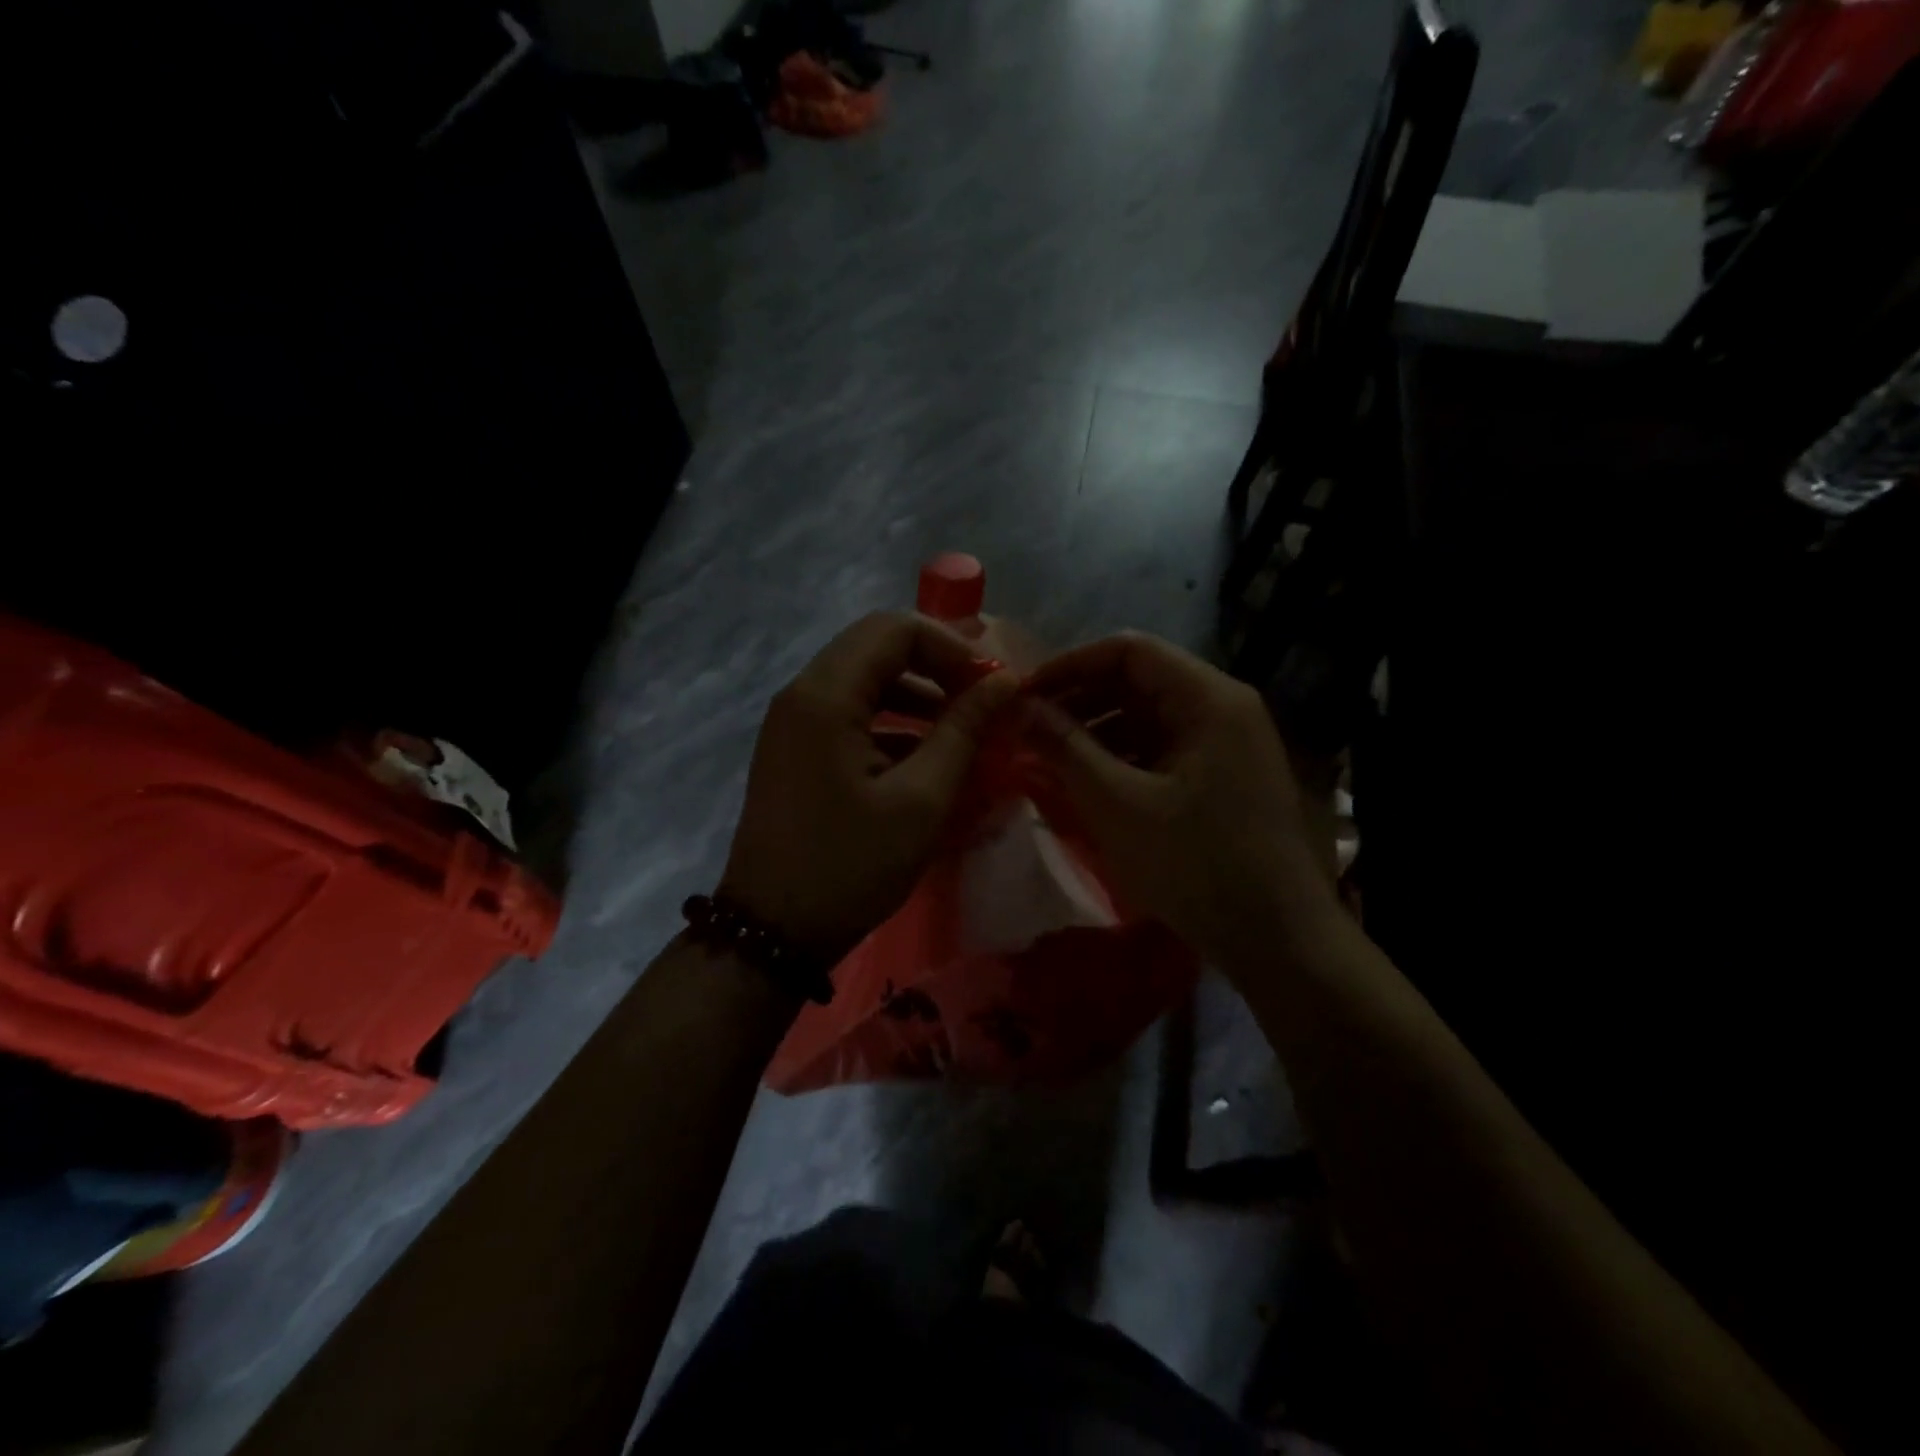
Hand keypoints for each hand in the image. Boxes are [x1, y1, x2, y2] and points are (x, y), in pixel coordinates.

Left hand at [721, 612, 1019, 961]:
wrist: (772, 932)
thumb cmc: (850, 866)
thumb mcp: (921, 800)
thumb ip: (963, 731)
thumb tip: (1003, 681)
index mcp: (825, 696)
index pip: (894, 629)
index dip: (951, 646)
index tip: (990, 684)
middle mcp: (801, 694)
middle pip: (876, 646)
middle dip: (935, 664)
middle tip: (981, 698)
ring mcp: (793, 722)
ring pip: (863, 679)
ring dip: (915, 692)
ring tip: (961, 727)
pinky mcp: (796, 750)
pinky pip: (848, 713)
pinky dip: (890, 720)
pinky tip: (925, 756)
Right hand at [1022, 632, 1330, 963]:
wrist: (1277, 939)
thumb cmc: (1196, 864)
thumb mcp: (1119, 805)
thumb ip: (1066, 748)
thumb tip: (1020, 708)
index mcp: (1208, 699)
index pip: (1129, 650)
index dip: (1070, 665)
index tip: (1025, 694)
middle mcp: (1222, 707)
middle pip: (1139, 680)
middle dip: (1080, 699)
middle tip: (1029, 727)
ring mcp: (1226, 743)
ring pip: (1148, 716)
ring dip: (1097, 729)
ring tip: (1049, 755)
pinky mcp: (1222, 776)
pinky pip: (1162, 747)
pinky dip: (1122, 756)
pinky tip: (1087, 780)